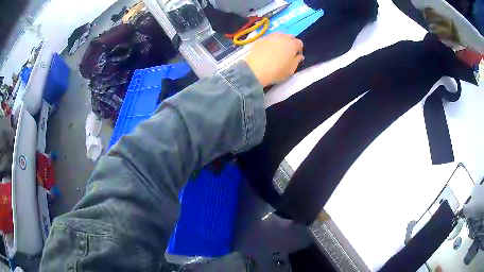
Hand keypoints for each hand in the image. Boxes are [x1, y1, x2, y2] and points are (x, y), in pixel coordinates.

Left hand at [244, 33, 303, 86]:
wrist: (255, 69)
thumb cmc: (276, 71)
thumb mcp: (291, 69)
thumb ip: (297, 61)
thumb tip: (299, 56)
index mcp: (292, 44)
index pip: (299, 43)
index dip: (299, 49)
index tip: (296, 55)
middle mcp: (282, 37)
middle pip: (289, 37)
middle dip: (290, 42)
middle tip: (287, 52)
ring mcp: (270, 37)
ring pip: (279, 35)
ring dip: (280, 40)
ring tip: (277, 49)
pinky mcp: (260, 39)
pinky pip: (269, 38)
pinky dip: (270, 42)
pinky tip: (268, 49)